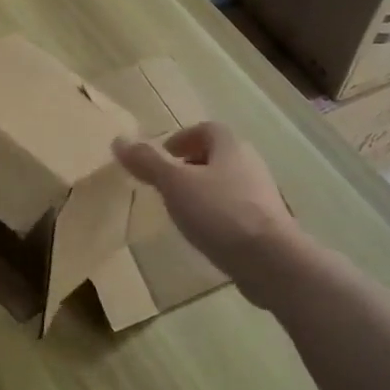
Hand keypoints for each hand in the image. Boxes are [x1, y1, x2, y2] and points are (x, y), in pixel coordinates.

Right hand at [112, 122, 299, 310]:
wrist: (270, 259)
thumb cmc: (219, 212)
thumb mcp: (175, 184)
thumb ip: (148, 162)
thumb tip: (119, 140)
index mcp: (230, 146)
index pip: (206, 129)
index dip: (183, 138)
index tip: (163, 156)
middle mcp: (250, 163)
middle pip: (218, 155)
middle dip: (191, 165)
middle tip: (167, 183)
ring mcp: (262, 195)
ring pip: (227, 183)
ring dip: (204, 190)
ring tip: (181, 209)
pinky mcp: (267, 223)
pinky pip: (236, 209)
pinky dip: (217, 213)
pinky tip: (204, 233)